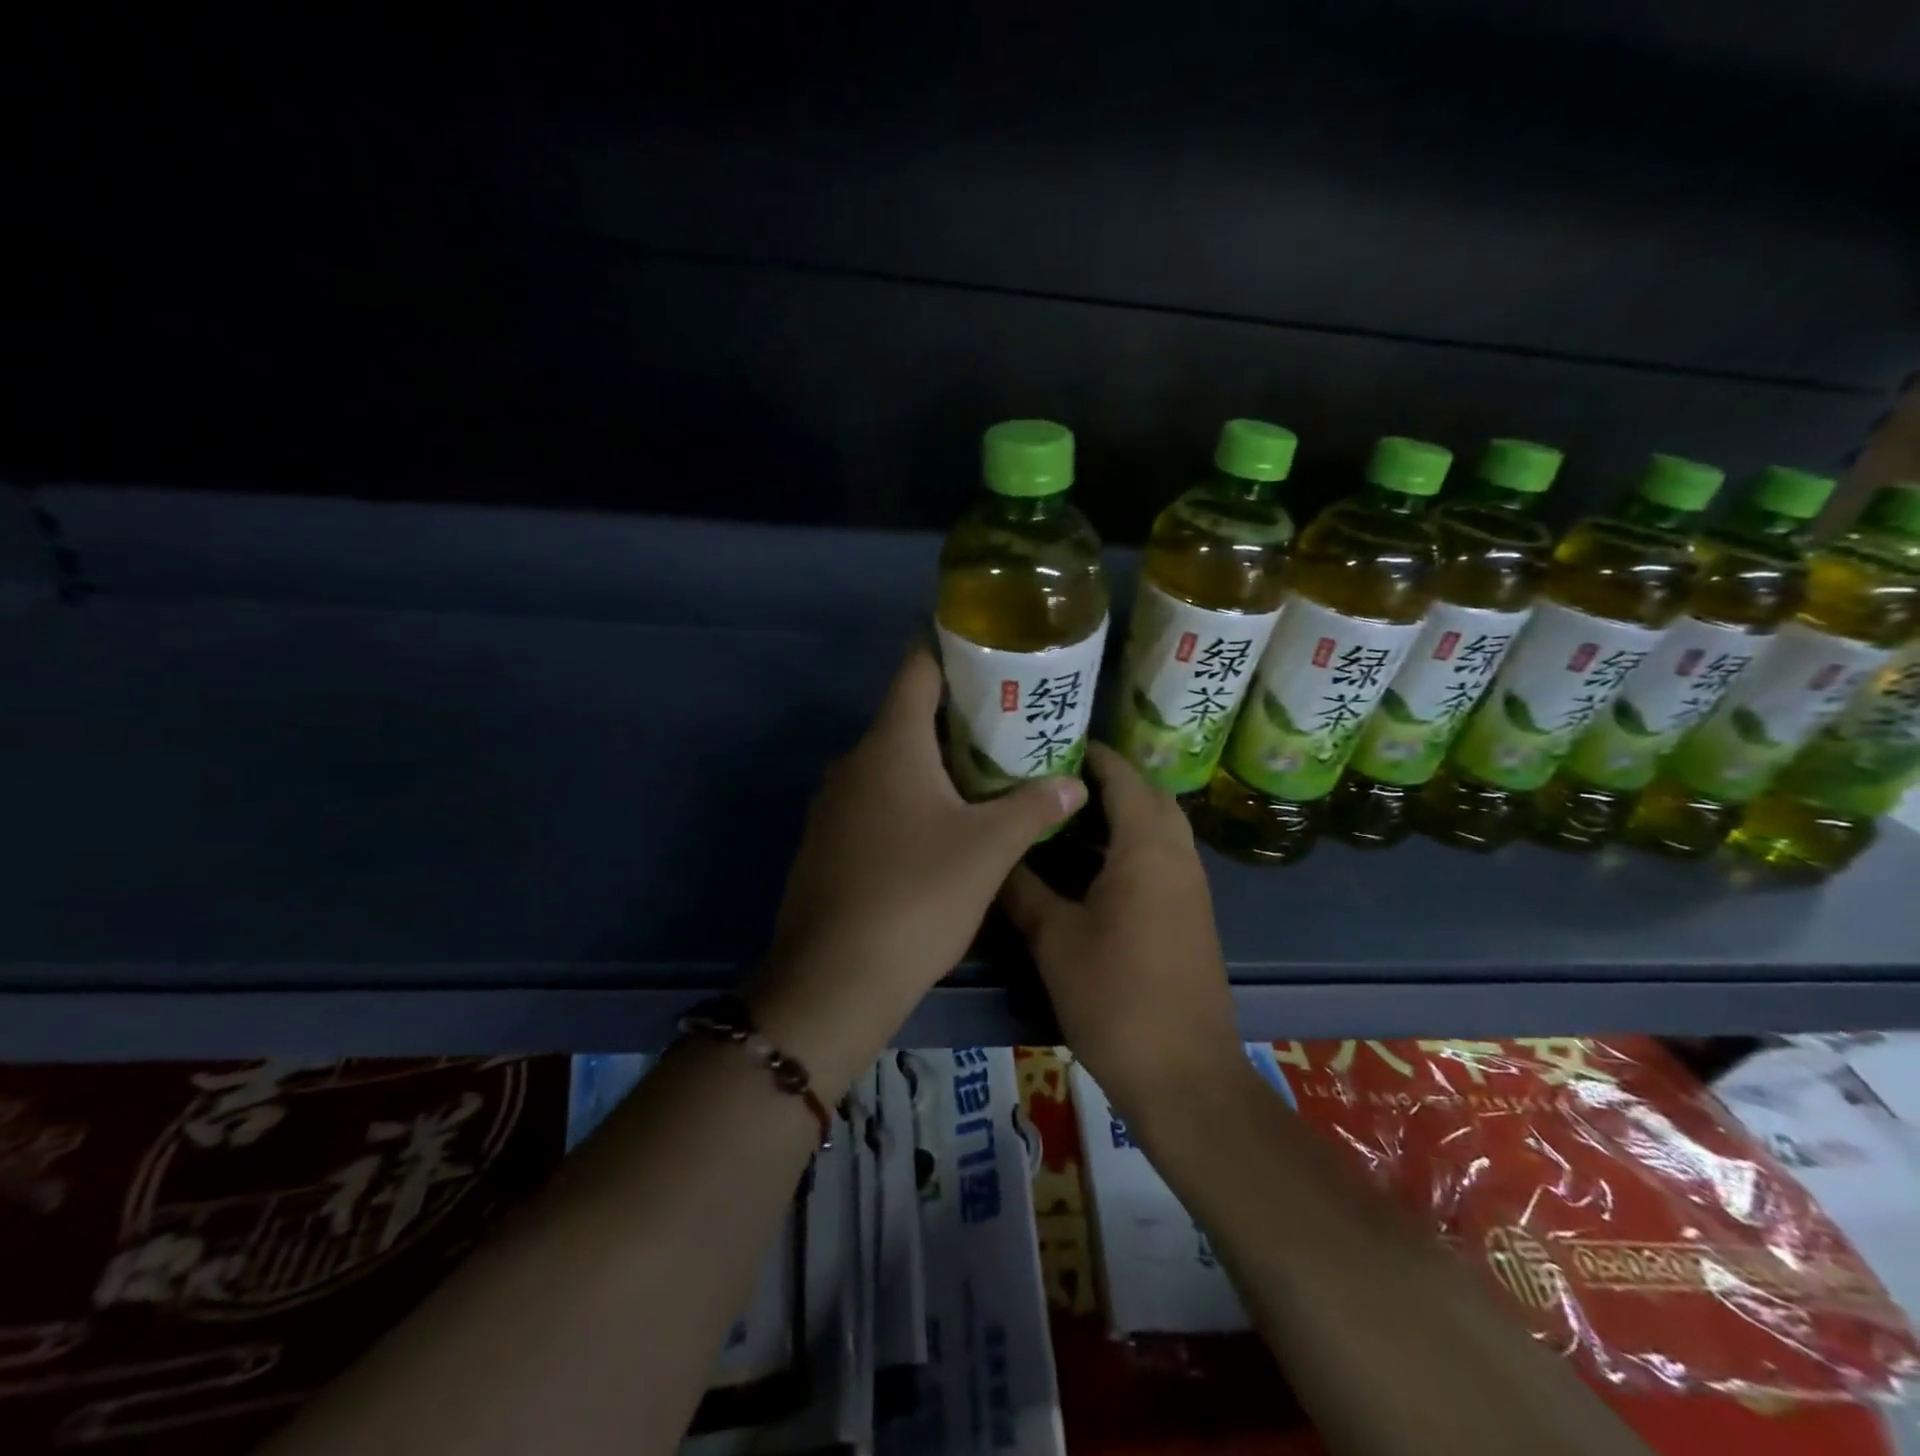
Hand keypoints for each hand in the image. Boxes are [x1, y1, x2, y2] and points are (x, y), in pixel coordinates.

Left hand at [748, 644, 1086, 1093]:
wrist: (835, 978)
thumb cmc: (916, 895)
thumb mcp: (988, 850)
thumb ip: (1033, 807)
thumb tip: (1075, 783)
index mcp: (890, 745)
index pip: (918, 669)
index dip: (954, 652)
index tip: (994, 655)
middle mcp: (855, 762)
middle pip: (908, 716)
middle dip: (958, 716)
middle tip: (1011, 724)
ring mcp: (835, 803)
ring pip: (892, 762)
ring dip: (935, 762)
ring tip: (988, 772)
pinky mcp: (829, 840)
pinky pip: (876, 799)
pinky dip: (910, 797)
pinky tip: (943, 826)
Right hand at [1000, 744, 1240, 1118]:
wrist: (1183, 1074)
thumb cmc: (1115, 997)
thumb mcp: (1054, 939)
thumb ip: (1022, 888)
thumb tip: (993, 853)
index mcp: (1146, 848)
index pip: (1123, 776)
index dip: (1091, 754)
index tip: (1050, 744)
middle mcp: (1178, 855)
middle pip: (1148, 795)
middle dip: (1108, 780)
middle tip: (1055, 780)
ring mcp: (1191, 886)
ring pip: (1159, 827)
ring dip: (1122, 813)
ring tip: (1066, 816)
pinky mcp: (1192, 914)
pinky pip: (1163, 857)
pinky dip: (1132, 845)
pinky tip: (1091, 867)